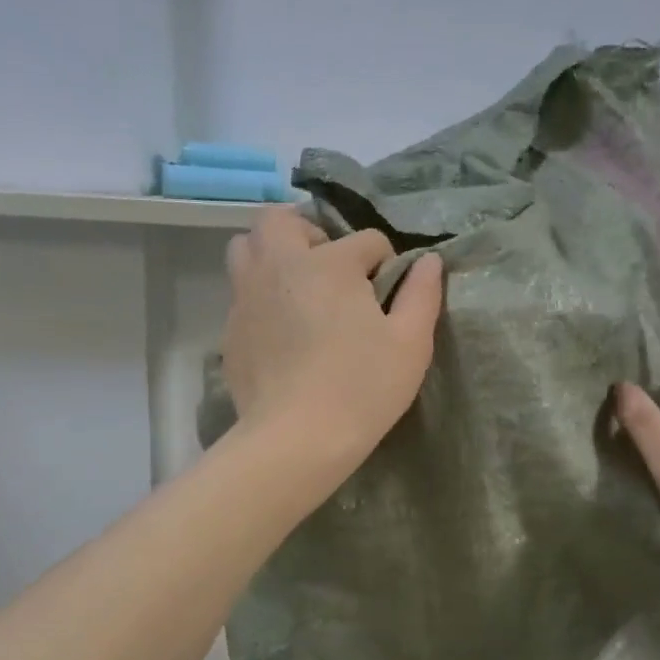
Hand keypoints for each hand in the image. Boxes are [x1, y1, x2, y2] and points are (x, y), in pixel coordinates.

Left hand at [221, 208, 442, 473]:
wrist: (296, 439)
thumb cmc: (363, 387)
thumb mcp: (411, 343)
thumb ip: (422, 294)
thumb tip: (429, 260)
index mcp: (329, 263)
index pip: (366, 240)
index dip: (385, 263)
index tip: (388, 296)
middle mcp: (281, 266)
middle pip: (282, 220)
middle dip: (310, 233)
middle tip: (331, 269)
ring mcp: (248, 296)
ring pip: (247, 247)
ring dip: (273, 254)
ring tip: (298, 288)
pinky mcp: (230, 329)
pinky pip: (241, 292)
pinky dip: (261, 295)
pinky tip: (282, 331)